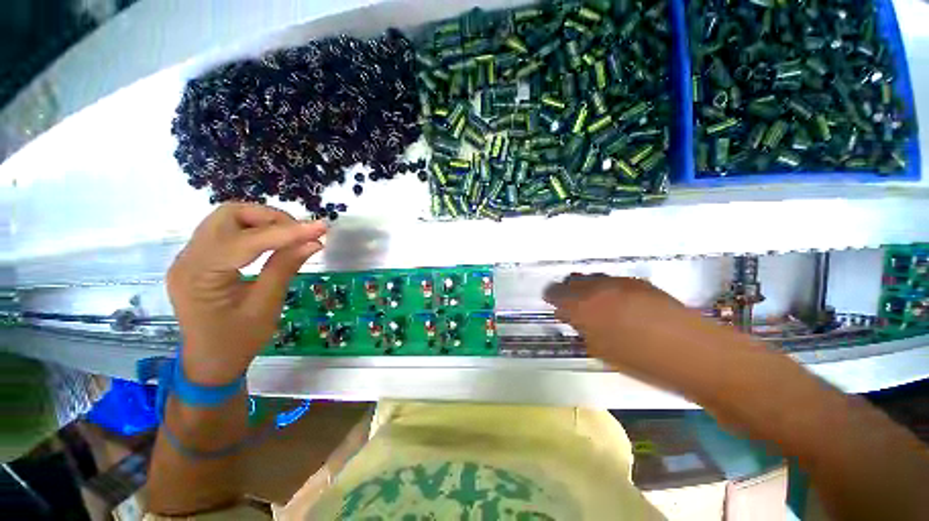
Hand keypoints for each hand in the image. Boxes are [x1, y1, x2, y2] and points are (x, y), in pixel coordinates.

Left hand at [166, 203, 326, 384]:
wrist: (209, 361)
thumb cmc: (237, 341)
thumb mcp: (265, 306)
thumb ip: (285, 268)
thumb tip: (313, 242)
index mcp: (200, 276)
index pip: (246, 240)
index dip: (287, 231)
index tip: (321, 227)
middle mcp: (188, 258)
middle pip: (228, 216)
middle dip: (270, 218)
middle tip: (301, 233)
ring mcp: (190, 256)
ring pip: (227, 219)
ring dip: (263, 221)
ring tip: (291, 237)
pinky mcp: (199, 258)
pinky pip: (227, 231)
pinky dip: (254, 230)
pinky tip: (274, 242)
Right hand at [544, 275, 753, 396]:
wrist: (697, 354)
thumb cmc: (644, 362)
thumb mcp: (602, 350)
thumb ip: (581, 329)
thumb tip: (569, 316)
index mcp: (583, 306)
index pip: (555, 292)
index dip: (551, 298)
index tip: (554, 306)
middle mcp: (598, 287)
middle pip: (572, 280)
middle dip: (568, 291)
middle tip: (573, 307)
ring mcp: (620, 282)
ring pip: (592, 278)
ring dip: (588, 288)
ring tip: (597, 306)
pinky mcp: (639, 282)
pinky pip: (612, 281)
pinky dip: (607, 289)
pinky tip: (620, 305)